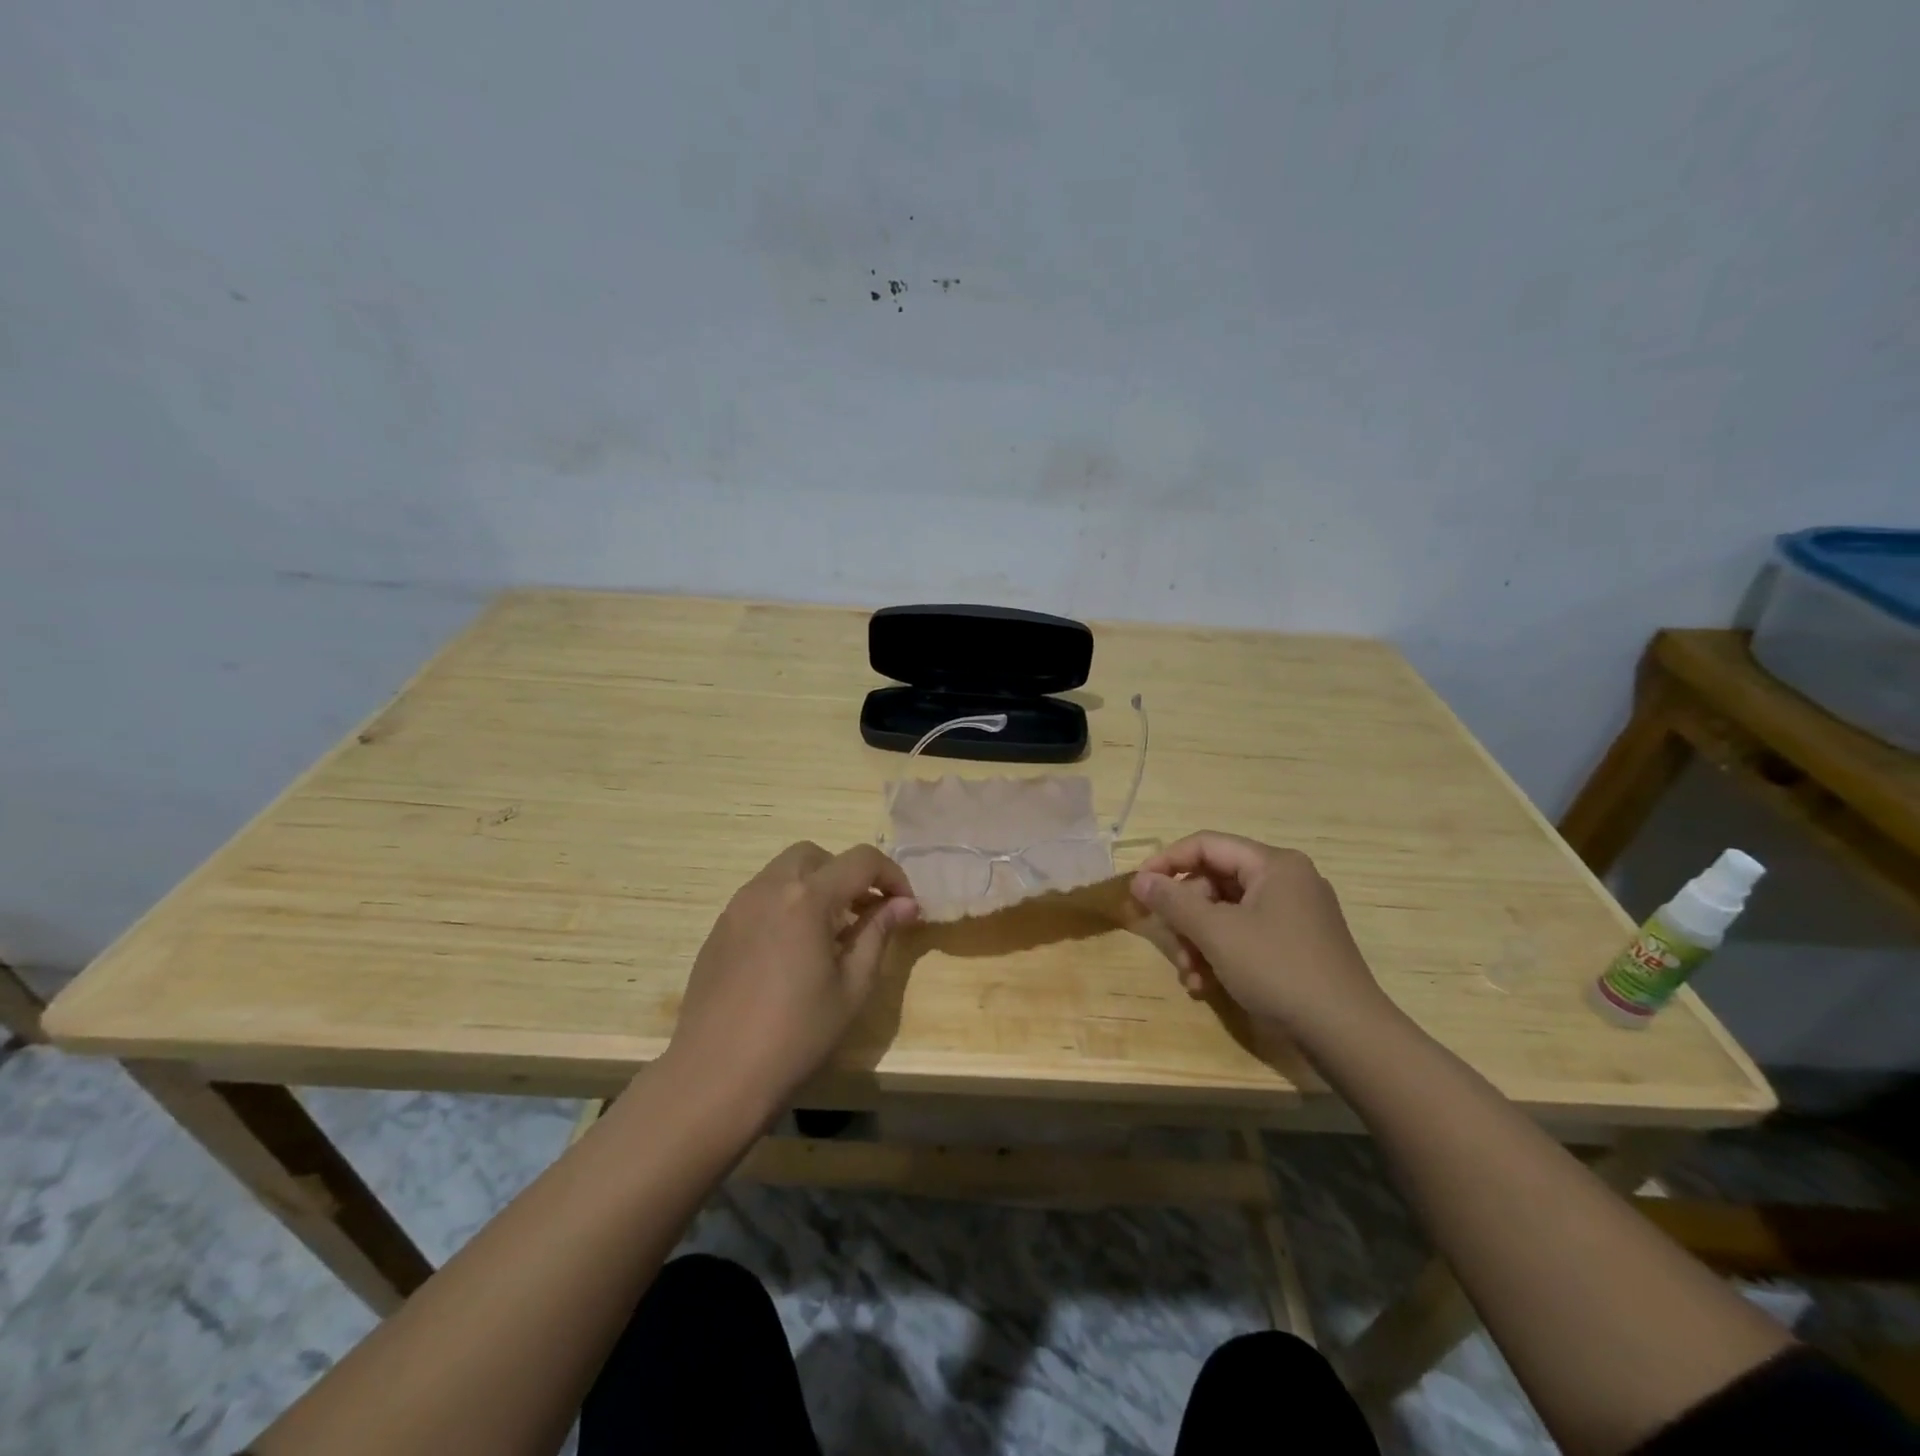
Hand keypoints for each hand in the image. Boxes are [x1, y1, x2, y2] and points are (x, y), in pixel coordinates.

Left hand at [663, 842, 917, 1121]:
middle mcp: (768, 888)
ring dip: (815, 887)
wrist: (715, 1077)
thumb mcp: (852, 987)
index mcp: (807, 898)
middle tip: (864, 914)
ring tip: (829, 935)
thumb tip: (905, 904)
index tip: (905, 906)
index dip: (891, 875)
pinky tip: (791, 953)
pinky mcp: (718, 930)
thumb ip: (878, 934)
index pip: (861, 860)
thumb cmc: (795, 1036)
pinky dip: (786, 905)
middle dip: (847, 874)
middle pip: (816, 856)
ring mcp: (737, 907)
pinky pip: (760, 898)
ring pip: (784, 873)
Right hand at [1130, 832, 1392, 1051]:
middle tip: (1171, 945)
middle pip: (1215, 882)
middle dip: (1185, 917)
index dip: (1167, 862)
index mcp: (1273, 864)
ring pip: (1227, 913)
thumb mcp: (1217, 933)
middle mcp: (1286, 880)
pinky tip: (1206, 985)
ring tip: (1189, 975)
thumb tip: (1139, 879)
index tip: (1138, 889)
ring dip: (1199, 941)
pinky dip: (1221, 955)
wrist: (1347, 1034)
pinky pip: (1246, 935)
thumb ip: (1173, 901)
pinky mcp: (1297, 944)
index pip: (1206, 845)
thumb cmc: (1278, 970)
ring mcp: (1294, 914)